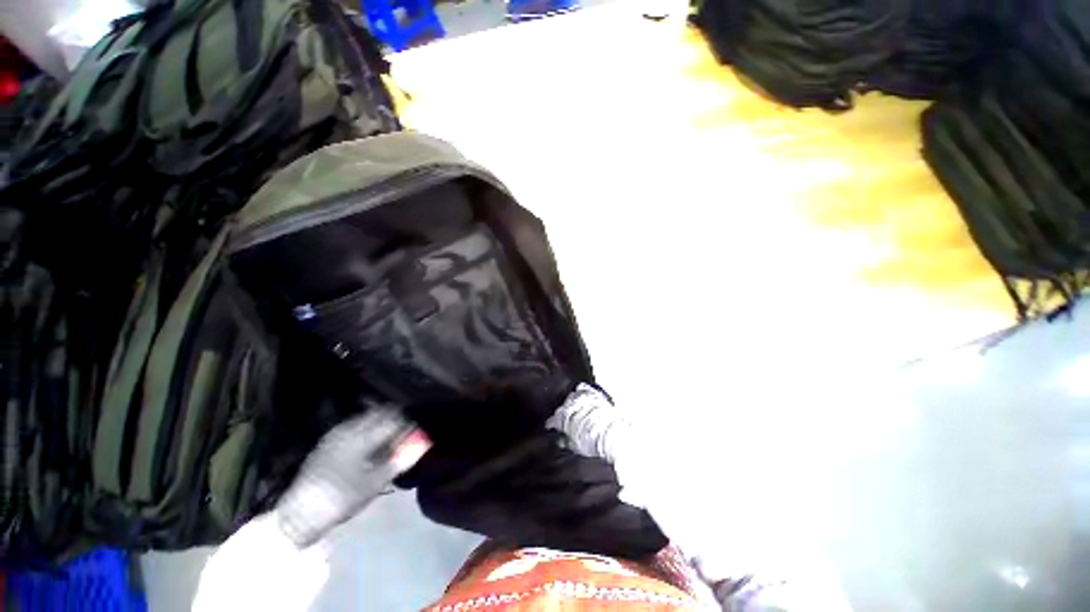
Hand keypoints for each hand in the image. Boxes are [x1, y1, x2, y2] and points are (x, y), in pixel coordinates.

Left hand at [275, 406, 427, 547]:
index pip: (393, 419)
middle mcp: (348, 429)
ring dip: (381, 423)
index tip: (416, 434)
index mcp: (361, 436)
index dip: (408, 425)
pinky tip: (368, 445)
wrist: (300, 514)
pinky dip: (367, 429)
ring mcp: (335, 434)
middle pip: (379, 413)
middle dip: (395, 420)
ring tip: (387, 440)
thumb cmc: (342, 499)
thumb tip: (423, 444)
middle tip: (403, 436)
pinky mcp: (327, 442)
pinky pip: (354, 426)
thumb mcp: (375, 483)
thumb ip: (401, 460)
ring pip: (366, 418)